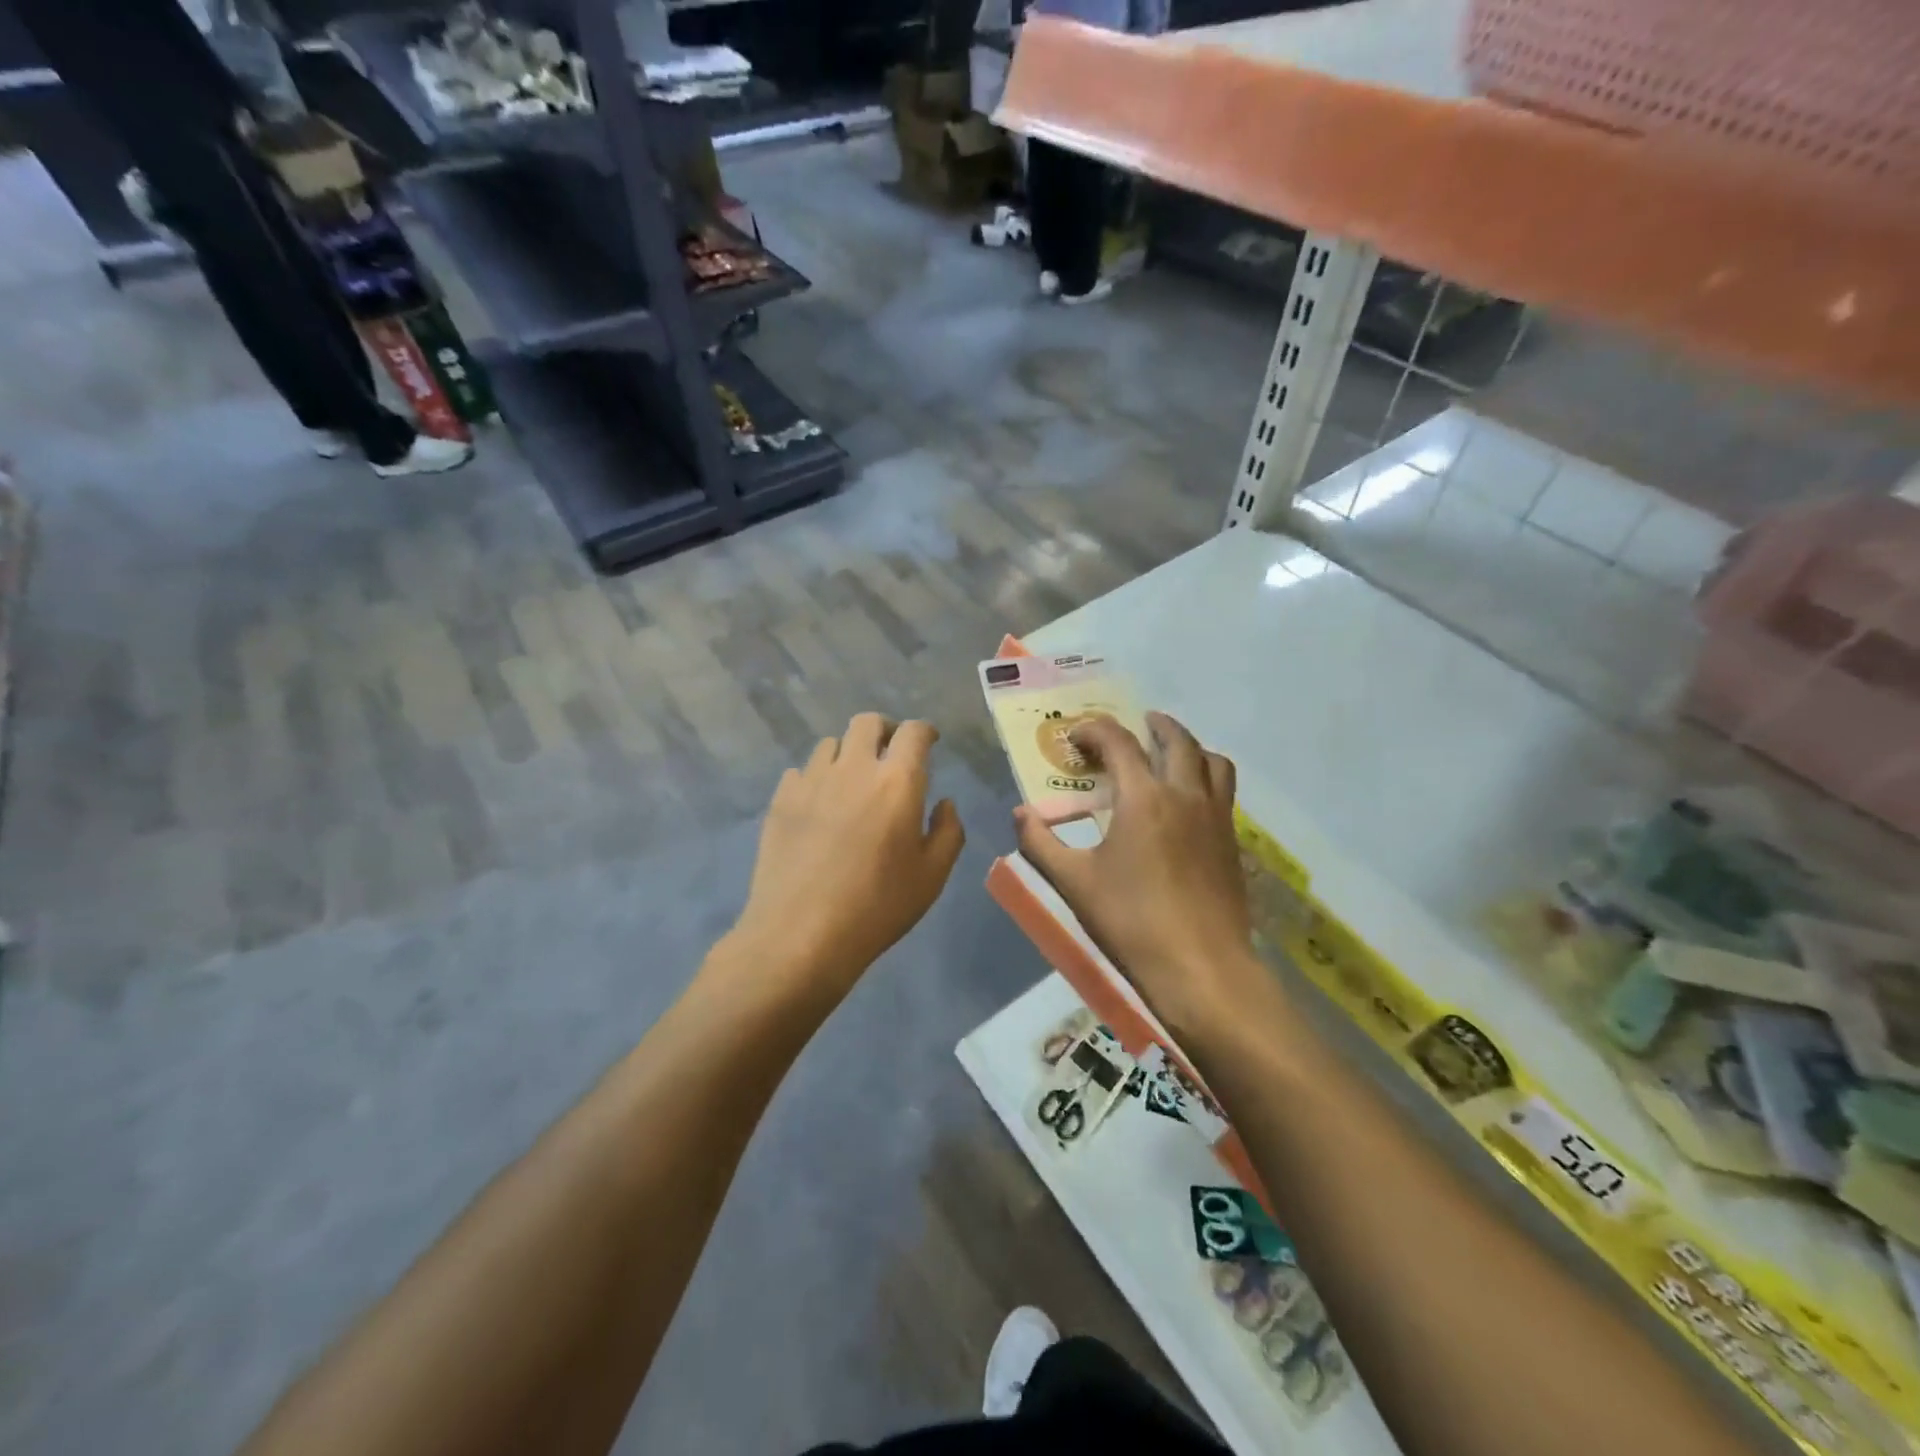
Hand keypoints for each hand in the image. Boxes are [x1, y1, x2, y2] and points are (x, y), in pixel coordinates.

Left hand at [728, 714, 964, 1007]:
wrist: (801, 934)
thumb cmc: (877, 906)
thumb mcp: (932, 876)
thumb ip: (948, 831)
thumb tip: (943, 803)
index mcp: (897, 781)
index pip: (914, 732)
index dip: (925, 731)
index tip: (929, 741)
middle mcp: (853, 768)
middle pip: (867, 722)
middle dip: (885, 730)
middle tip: (891, 754)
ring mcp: (811, 781)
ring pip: (830, 743)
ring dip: (848, 753)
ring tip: (852, 781)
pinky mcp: (781, 800)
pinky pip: (801, 771)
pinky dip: (816, 778)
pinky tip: (819, 806)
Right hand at [1014, 712, 1258, 1036]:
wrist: (1201, 968)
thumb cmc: (1131, 921)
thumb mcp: (1073, 883)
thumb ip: (1040, 843)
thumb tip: (1020, 813)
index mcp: (1144, 797)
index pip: (1119, 743)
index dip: (1095, 731)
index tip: (1076, 738)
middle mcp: (1185, 795)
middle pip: (1177, 740)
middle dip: (1154, 726)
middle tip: (1137, 724)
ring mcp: (1216, 818)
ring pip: (1212, 762)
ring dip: (1190, 746)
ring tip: (1171, 753)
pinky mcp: (1232, 843)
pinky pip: (1224, 791)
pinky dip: (1206, 777)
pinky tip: (1189, 802)